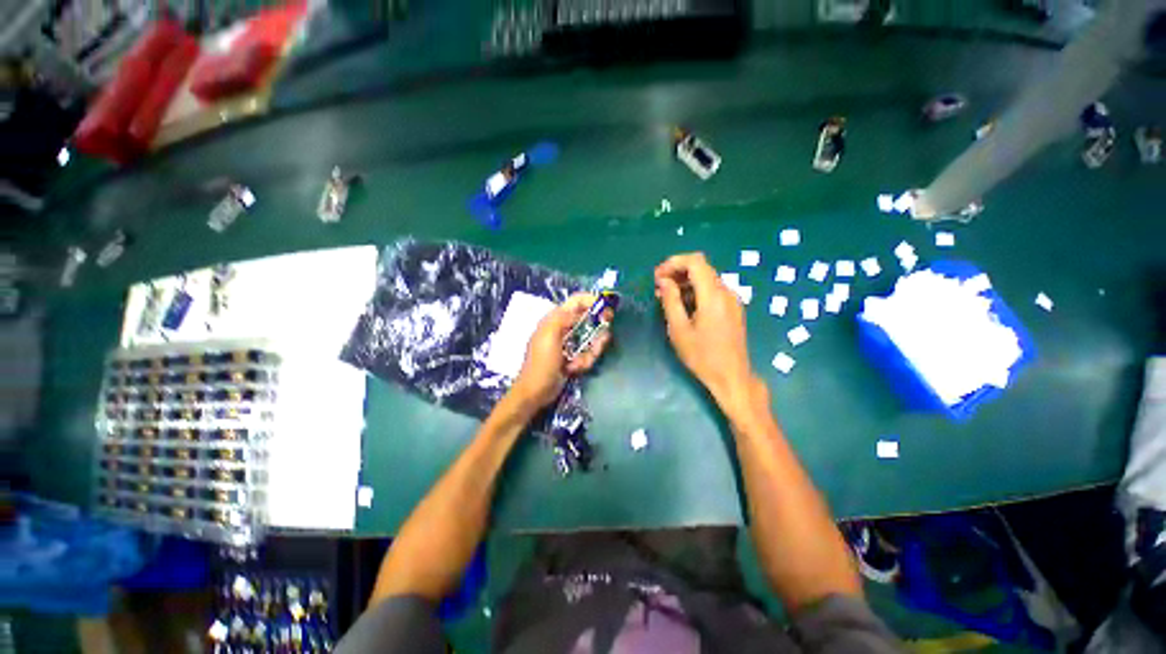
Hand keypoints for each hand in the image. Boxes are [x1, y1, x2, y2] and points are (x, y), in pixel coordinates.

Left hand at [511, 293, 611, 409]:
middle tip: (601, 340)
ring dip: (590, 352)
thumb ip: (563, 317)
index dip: (592, 300)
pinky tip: (573, 369)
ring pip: (591, 340)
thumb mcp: (549, 335)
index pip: (577, 301)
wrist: (536, 392)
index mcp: (555, 319)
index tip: (607, 308)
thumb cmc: (541, 363)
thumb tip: (581, 311)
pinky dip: (584, 362)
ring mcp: (570, 343)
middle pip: (589, 321)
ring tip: (577, 363)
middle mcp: (564, 328)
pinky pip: (588, 354)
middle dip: (596, 332)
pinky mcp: (574, 357)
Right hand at [655, 253, 754, 404]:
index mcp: (713, 295)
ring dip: (686, 283)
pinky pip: (713, 291)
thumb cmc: (702, 356)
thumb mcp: (679, 329)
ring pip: (707, 279)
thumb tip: (664, 281)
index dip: (674, 262)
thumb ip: (671, 301)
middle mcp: (726, 292)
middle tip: (658, 287)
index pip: (695, 261)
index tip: (658, 276)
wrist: (731, 376)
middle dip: (677, 272)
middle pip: (701, 268)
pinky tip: (684, 306)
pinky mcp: (733, 309)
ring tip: (667, 298)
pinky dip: (696, 292)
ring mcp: (732, 300)